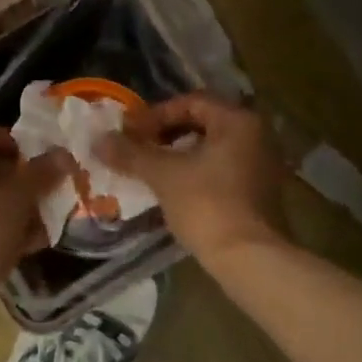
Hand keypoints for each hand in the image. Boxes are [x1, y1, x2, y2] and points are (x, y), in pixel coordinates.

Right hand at [98, 93, 287, 265]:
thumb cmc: (207, 205)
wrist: (249, 259)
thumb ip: (131, 153)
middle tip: (138, 148)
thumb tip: (98, 140)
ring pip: (213, 148)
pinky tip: (174, 189)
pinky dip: (197, 172)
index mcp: (238, 121)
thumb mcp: (163, 175)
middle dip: (167, 134)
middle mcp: (257, 135)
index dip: (156, 114)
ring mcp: (263, 165)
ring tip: (151, 169)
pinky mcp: (261, 192)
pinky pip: (223, 169)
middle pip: (204, 123)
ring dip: (180, 155)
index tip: (130, 132)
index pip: (191, 102)